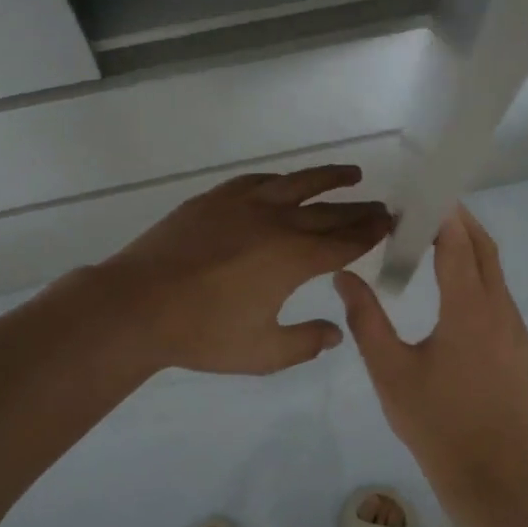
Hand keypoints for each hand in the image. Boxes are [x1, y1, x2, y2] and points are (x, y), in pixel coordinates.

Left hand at [100, 165, 391, 375]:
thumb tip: (334, 332)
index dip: (370, 232)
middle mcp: (276, 222)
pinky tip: (284, 183)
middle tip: (383, 205)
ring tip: (352, 174)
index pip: (344, 242)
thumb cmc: (202, 333)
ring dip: (328, 178)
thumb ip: (304, 342)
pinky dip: (280, 180)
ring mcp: (243, 204)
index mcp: (293, 258)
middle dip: (359, 209)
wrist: (138, 304)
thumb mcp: (261, 352)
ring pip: (297, 183)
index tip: (389, 222)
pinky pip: (257, 180)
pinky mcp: (214, 199)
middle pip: (328, 212)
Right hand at [333, 206, 527, 502]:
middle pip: (486, 250)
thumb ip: (365, 318)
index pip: (458, 244)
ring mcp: (517, 331)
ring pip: (496, 274)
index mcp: (469, 310)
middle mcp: (501, 311)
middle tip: (427, 209)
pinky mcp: (522, 350)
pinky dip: (479, 278)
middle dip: (461, 222)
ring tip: (434, 244)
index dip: (442, 215)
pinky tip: (453, 296)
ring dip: (470, 250)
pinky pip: (501, 298)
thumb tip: (344, 275)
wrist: (492, 477)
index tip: (419, 195)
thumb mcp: (389, 371)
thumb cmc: (434, 422)